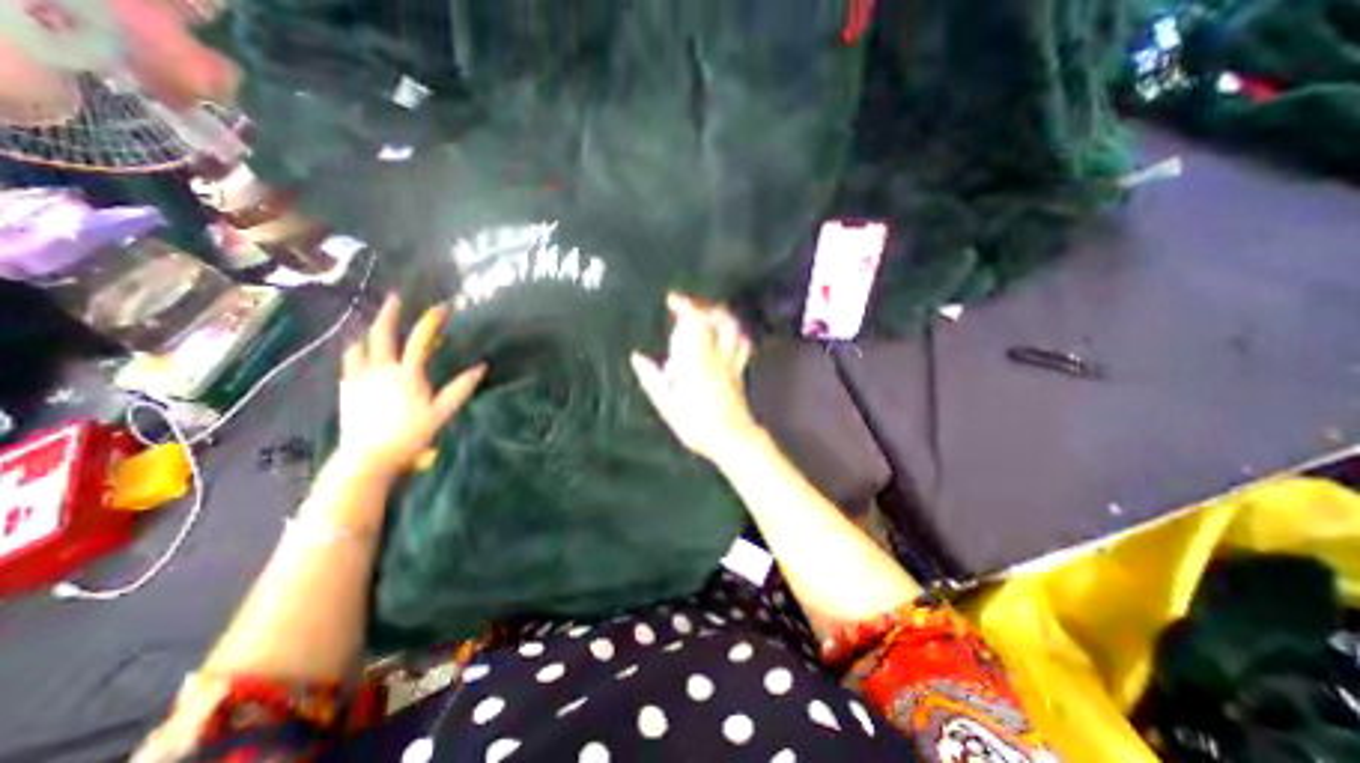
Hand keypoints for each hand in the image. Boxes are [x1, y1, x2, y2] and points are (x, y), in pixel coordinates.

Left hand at [338, 295, 484, 478]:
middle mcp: (380, 369)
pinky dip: (355, 349)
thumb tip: (481, 367)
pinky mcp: (346, 388)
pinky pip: (348, 361)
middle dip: (389, 313)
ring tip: (374, 322)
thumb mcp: (442, 412)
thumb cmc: (410, 434)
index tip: (440, 307)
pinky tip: (359, 350)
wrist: (368, 456)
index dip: (430, 322)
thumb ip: (461, 388)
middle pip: (381, 334)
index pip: (419, 340)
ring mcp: (359, 377)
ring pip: (359, 345)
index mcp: (406, 373)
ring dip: (368, 329)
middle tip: (396, 298)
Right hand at [628, 292, 760, 462]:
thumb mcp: (666, 404)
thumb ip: (651, 378)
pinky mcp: (741, 368)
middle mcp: (715, 355)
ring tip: (707, 312)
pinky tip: (728, 332)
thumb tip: (636, 357)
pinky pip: (742, 343)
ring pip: (732, 328)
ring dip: (720, 315)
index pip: (693, 323)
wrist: (731, 438)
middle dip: (702, 306)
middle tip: (687, 304)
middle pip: (716, 319)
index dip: (684, 306)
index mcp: (695, 361)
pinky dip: (735, 332)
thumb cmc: (695, 424)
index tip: (672, 300)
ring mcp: (731, 360)